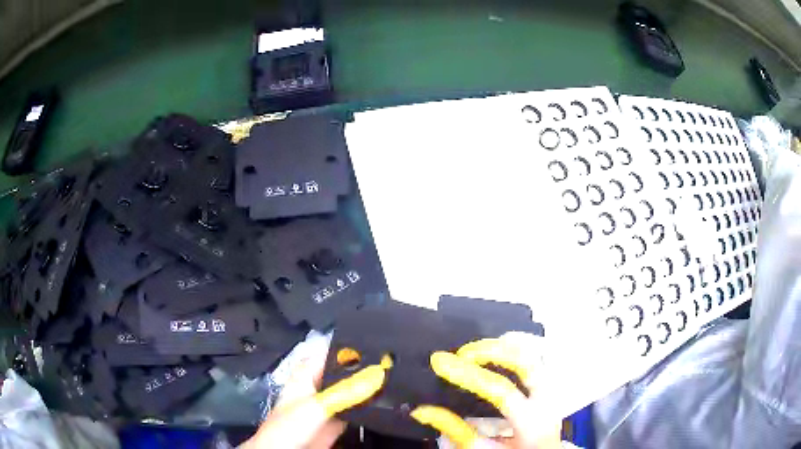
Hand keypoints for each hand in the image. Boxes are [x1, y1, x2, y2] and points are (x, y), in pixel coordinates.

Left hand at [241, 351, 387, 448]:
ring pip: (353, 391)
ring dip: (370, 388)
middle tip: (396, 362)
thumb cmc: (290, 424)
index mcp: (308, 374)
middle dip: (367, 367)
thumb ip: (345, 391)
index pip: (331, 351)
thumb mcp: (317, 405)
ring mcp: (330, 404)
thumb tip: (377, 375)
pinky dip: (370, 407)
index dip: (352, 344)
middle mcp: (320, 386)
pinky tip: (387, 403)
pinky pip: (357, 410)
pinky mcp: (338, 421)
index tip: (380, 340)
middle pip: (346, 372)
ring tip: (397, 379)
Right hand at [410, 332, 561, 448]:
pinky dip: (515, 352)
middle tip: (463, 352)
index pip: (500, 389)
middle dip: (492, 350)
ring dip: (504, 348)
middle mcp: (547, 400)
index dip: (468, 374)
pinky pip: (535, 361)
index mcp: (532, 420)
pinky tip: (498, 353)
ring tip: (477, 349)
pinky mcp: (547, 388)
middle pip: (526, 360)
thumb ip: (457, 432)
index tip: (439, 361)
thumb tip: (423, 411)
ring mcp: (551, 391)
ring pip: (534, 355)